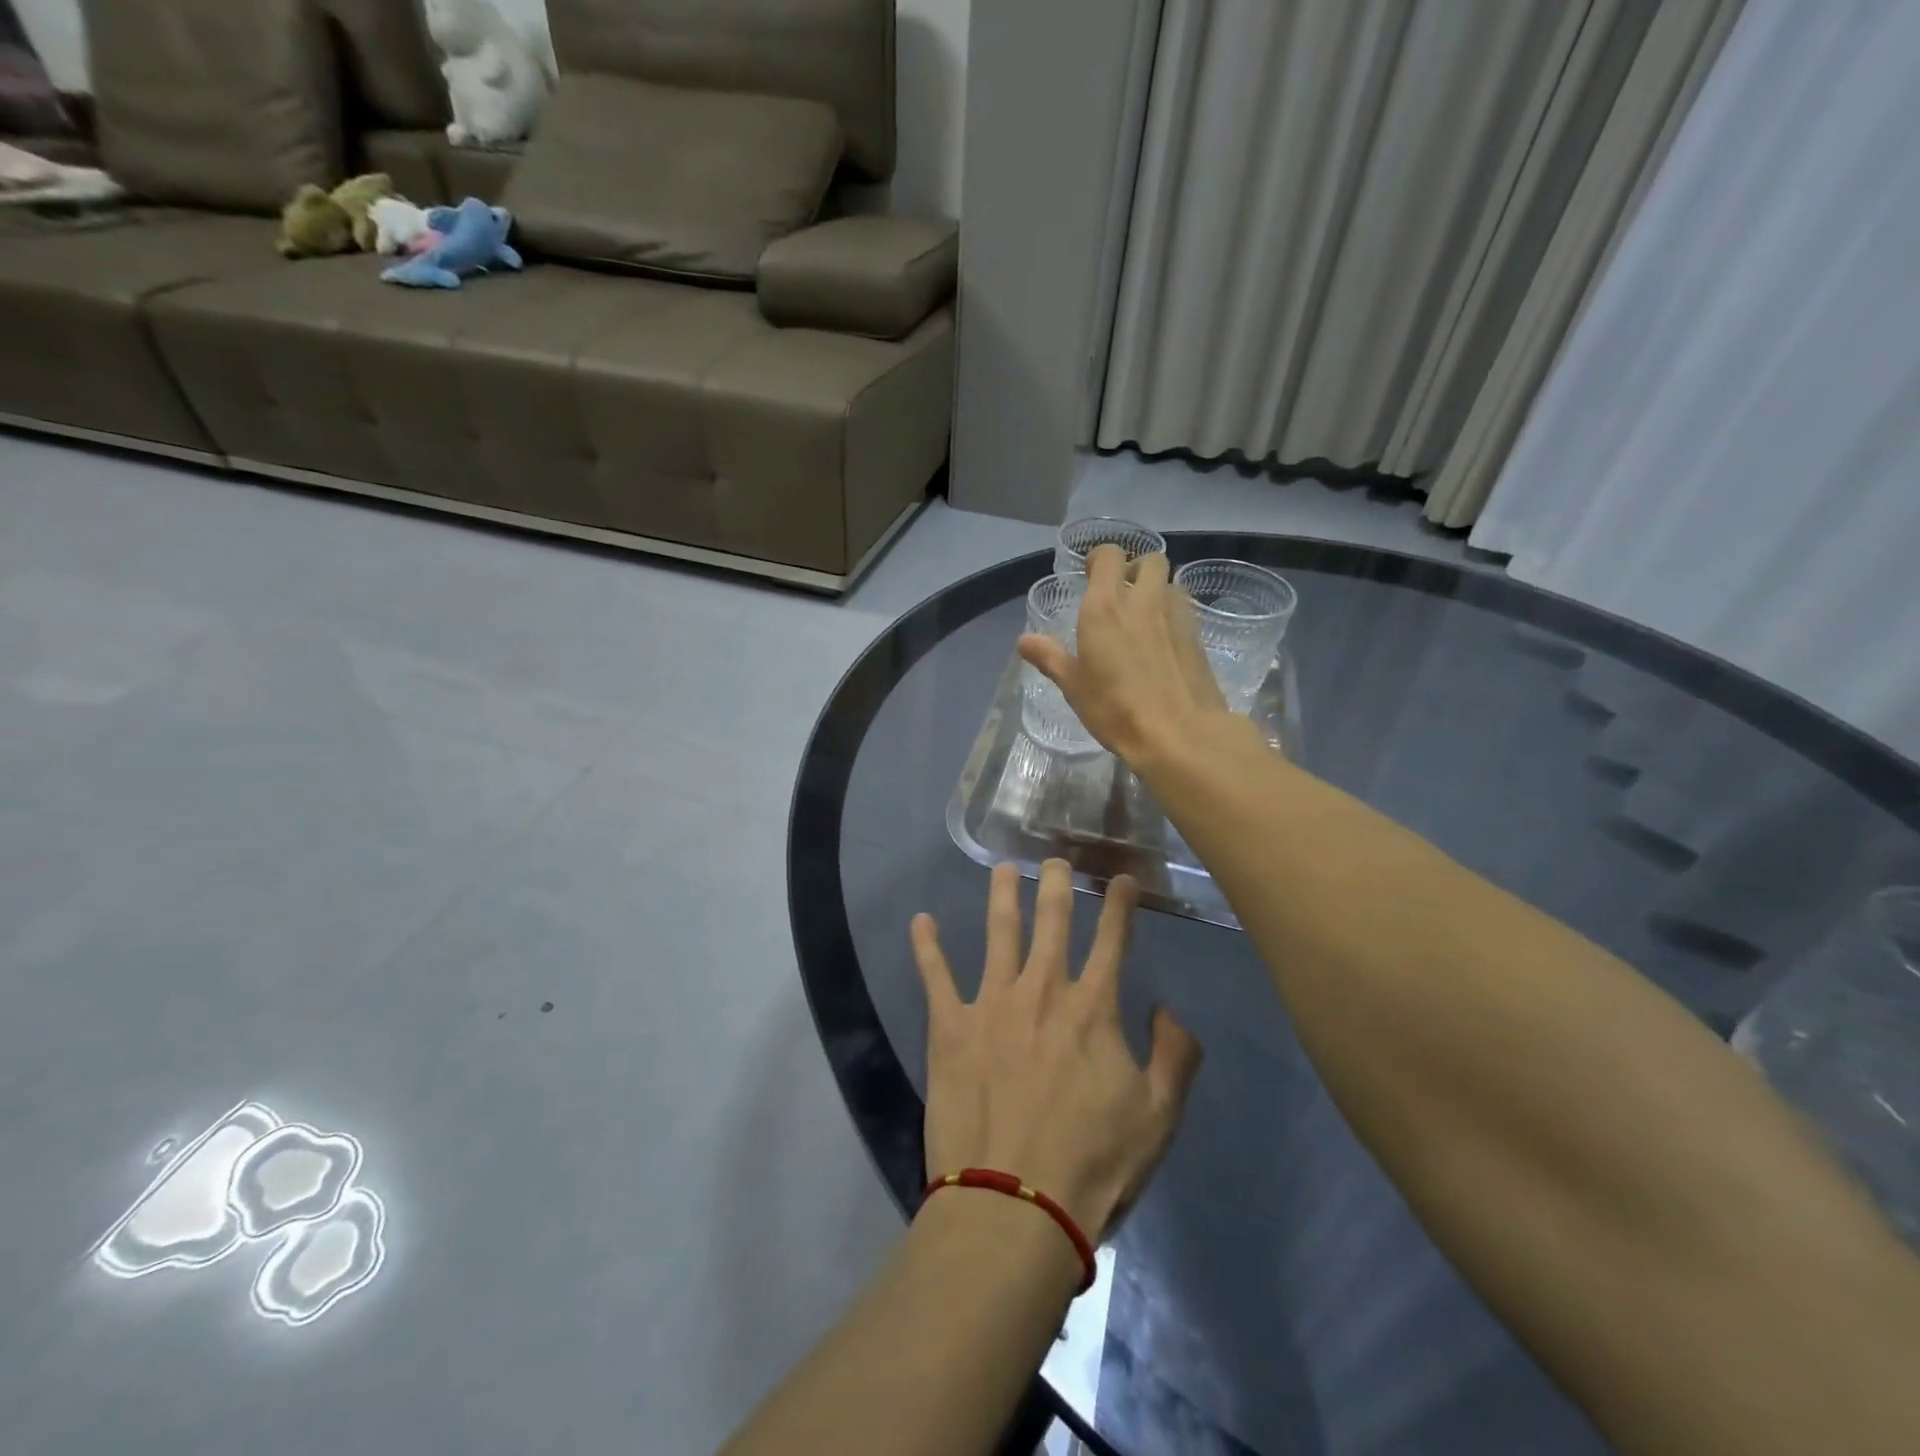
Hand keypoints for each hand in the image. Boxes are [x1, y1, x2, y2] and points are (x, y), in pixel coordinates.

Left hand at [912, 860, 1203, 1243]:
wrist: (1015, 1202)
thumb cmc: (1093, 1163)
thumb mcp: (1159, 1116)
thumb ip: (1174, 1056)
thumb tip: (1166, 1010)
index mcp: (1092, 1008)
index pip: (1112, 941)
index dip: (1119, 905)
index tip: (1120, 878)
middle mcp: (1042, 991)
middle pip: (1052, 923)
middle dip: (1056, 885)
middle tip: (1054, 858)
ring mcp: (992, 1003)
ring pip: (998, 933)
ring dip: (1001, 896)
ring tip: (1002, 868)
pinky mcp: (950, 1026)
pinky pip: (935, 976)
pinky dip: (927, 946)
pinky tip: (921, 921)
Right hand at [1018, 545, 1230, 767]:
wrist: (1179, 733)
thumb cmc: (1116, 709)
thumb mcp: (1074, 686)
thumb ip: (1050, 657)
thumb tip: (1024, 641)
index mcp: (1105, 607)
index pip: (1109, 556)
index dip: (1100, 558)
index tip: (1090, 573)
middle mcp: (1144, 601)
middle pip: (1150, 560)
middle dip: (1135, 568)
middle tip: (1121, 593)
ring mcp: (1176, 616)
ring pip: (1170, 583)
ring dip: (1157, 591)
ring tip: (1143, 618)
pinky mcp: (1198, 637)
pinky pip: (1184, 610)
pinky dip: (1172, 615)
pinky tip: (1162, 643)